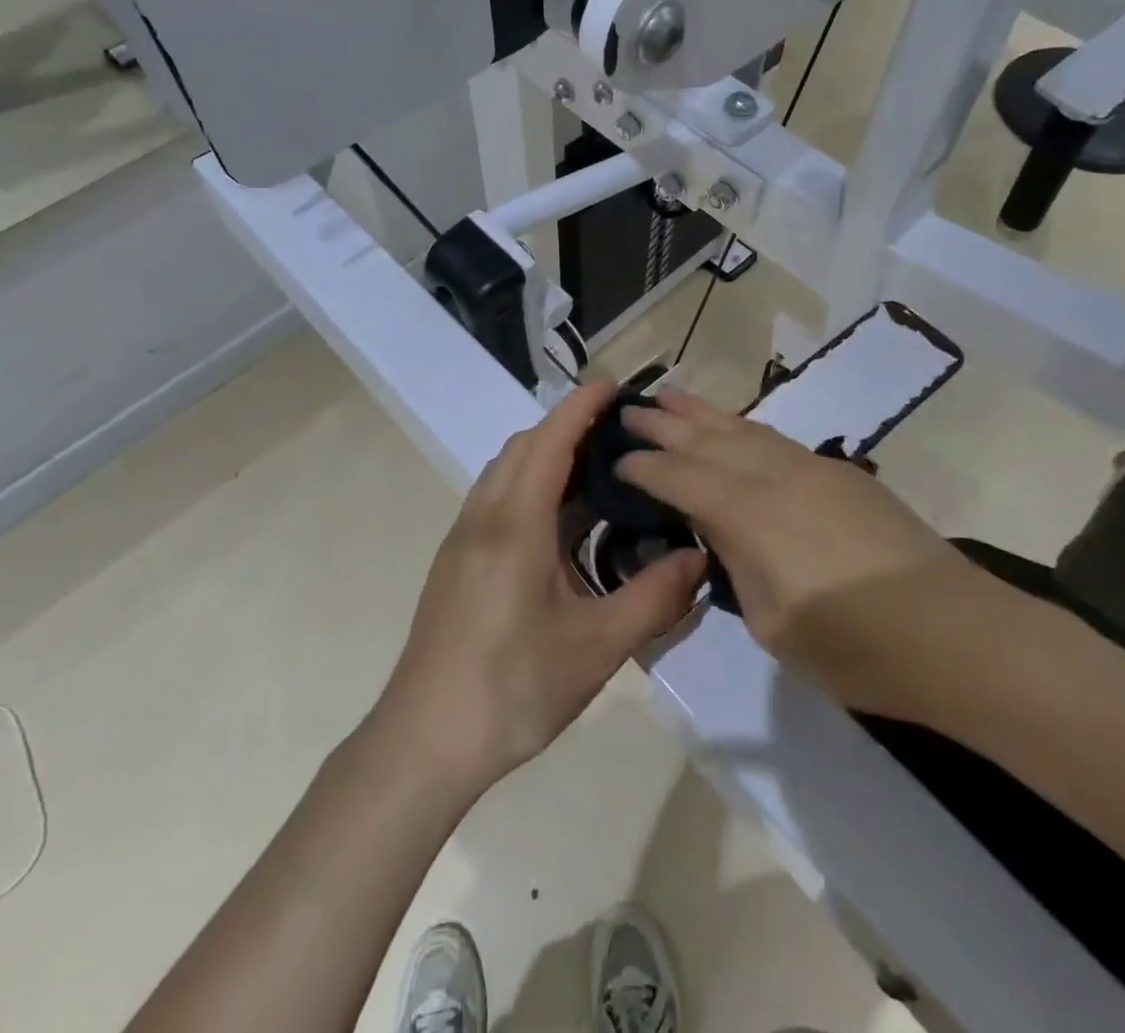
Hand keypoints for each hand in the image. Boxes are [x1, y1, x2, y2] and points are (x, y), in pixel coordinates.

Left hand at [370, 382, 707, 792]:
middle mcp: (484, 516)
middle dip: (568, 428)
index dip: (583, 407)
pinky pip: (497, 500)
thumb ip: (653, 598)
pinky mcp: (457, 561)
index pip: (551, 441)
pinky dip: (531, 487)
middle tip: (620, 436)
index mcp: (515, 523)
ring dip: (547, 458)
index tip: (616, 385)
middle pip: (524, 447)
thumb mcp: (597, 647)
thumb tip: (699, 559)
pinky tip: (562, 525)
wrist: (425, 740)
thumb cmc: (513, 688)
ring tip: (598, 475)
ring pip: (506, 473)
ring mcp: (464, 538)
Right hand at [616, 389, 967, 704]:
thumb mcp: (771, 621)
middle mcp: (774, 475)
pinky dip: (743, 429)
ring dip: (703, 413)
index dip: (644, 467)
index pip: (680, 478)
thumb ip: (737, 566)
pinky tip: (734, 430)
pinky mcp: (840, 474)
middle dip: (664, 423)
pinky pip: (776, 440)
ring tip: (671, 396)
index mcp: (749, 513)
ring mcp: (811, 468)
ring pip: (743, 429)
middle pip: (707, 439)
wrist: (953, 633)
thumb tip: (721, 535)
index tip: (616, 458)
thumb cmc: (853, 645)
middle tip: (629, 410)